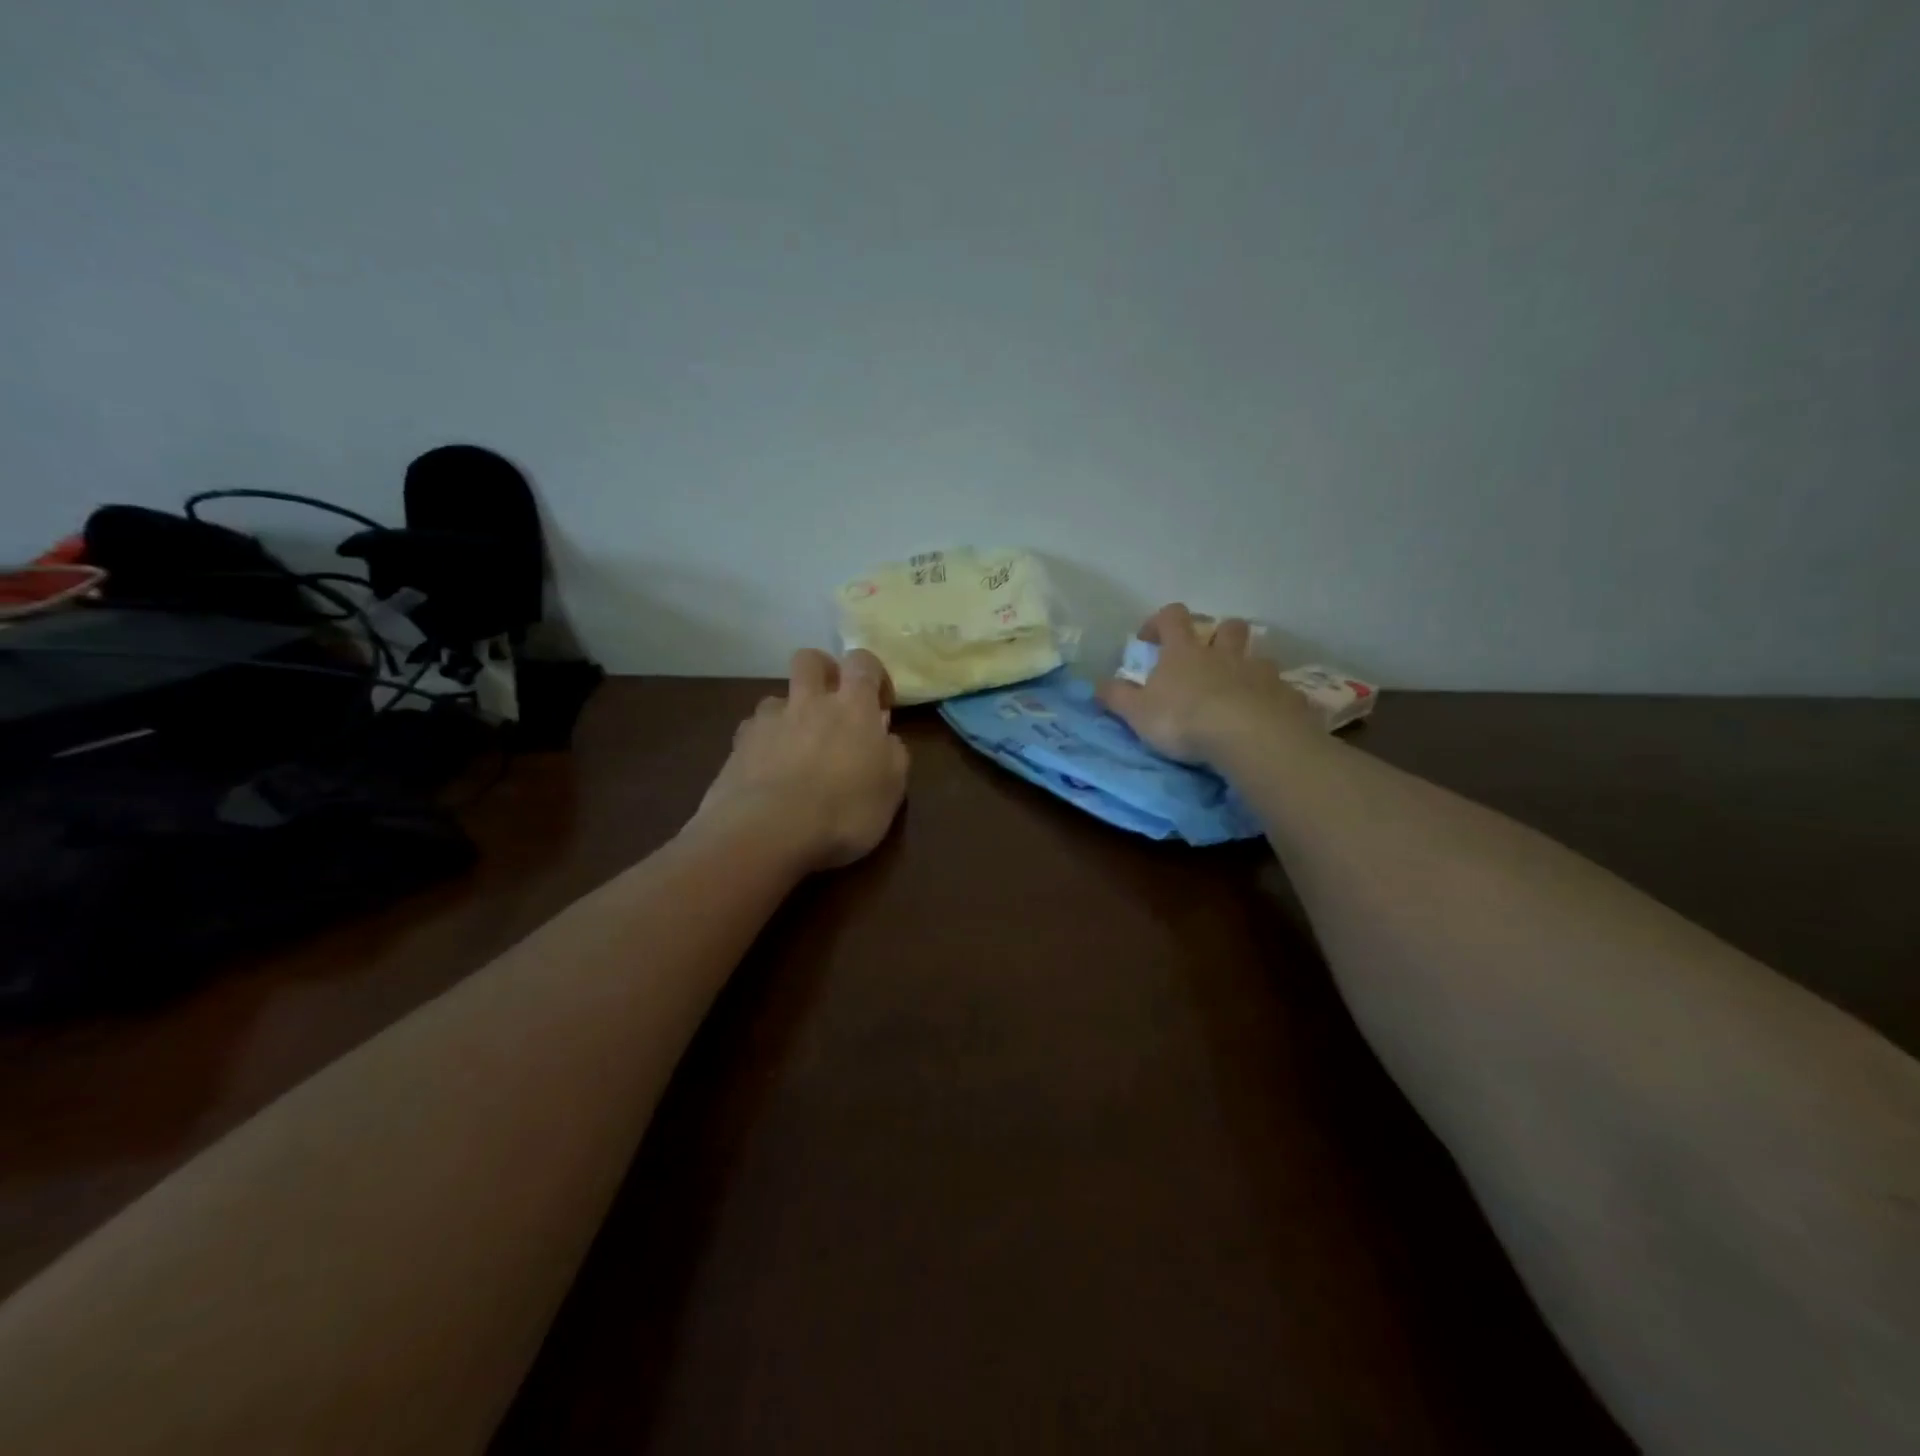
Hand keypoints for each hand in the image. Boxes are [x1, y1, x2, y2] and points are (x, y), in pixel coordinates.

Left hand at [693, 648, 909, 871]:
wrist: (767, 832)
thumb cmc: (844, 811)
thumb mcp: (891, 791)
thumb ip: (893, 756)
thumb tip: (886, 740)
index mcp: (853, 707)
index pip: (863, 662)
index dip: (872, 674)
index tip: (879, 704)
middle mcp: (809, 702)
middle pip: (810, 660)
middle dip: (823, 672)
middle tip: (832, 703)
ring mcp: (768, 721)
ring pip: (777, 697)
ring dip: (789, 714)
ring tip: (795, 747)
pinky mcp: (738, 745)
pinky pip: (752, 731)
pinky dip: (763, 744)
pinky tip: (767, 772)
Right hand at [1096, 604, 1319, 766]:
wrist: (1249, 737)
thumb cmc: (1184, 720)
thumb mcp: (1137, 713)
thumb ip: (1116, 697)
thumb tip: (1097, 683)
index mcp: (1185, 652)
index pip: (1172, 617)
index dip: (1160, 622)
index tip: (1149, 640)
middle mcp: (1225, 654)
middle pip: (1228, 627)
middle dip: (1218, 635)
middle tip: (1207, 658)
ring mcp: (1260, 672)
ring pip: (1258, 656)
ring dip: (1248, 667)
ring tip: (1239, 691)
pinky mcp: (1287, 696)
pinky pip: (1281, 690)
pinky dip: (1272, 698)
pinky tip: (1266, 718)